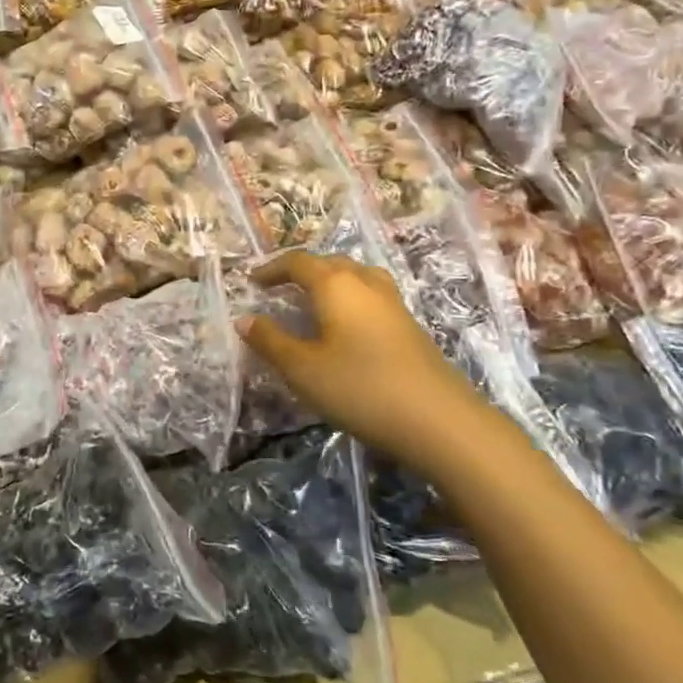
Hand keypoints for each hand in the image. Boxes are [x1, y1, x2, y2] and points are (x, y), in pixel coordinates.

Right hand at [238, 251, 488, 471]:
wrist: (438, 420)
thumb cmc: (359, 387)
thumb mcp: (303, 368)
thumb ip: (271, 341)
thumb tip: (244, 318)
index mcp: (336, 284)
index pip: (298, 262)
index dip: (272, 268)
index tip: (252, 281)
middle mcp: (365, 282)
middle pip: (330, 263)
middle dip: (301, 271)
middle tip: (280, 289)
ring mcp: (393, 303)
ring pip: (356, 277)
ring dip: (330, 282)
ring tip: (314, 301)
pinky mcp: (409, 325)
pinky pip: (371, 296)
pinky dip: (350, 299)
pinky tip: (347, 327)